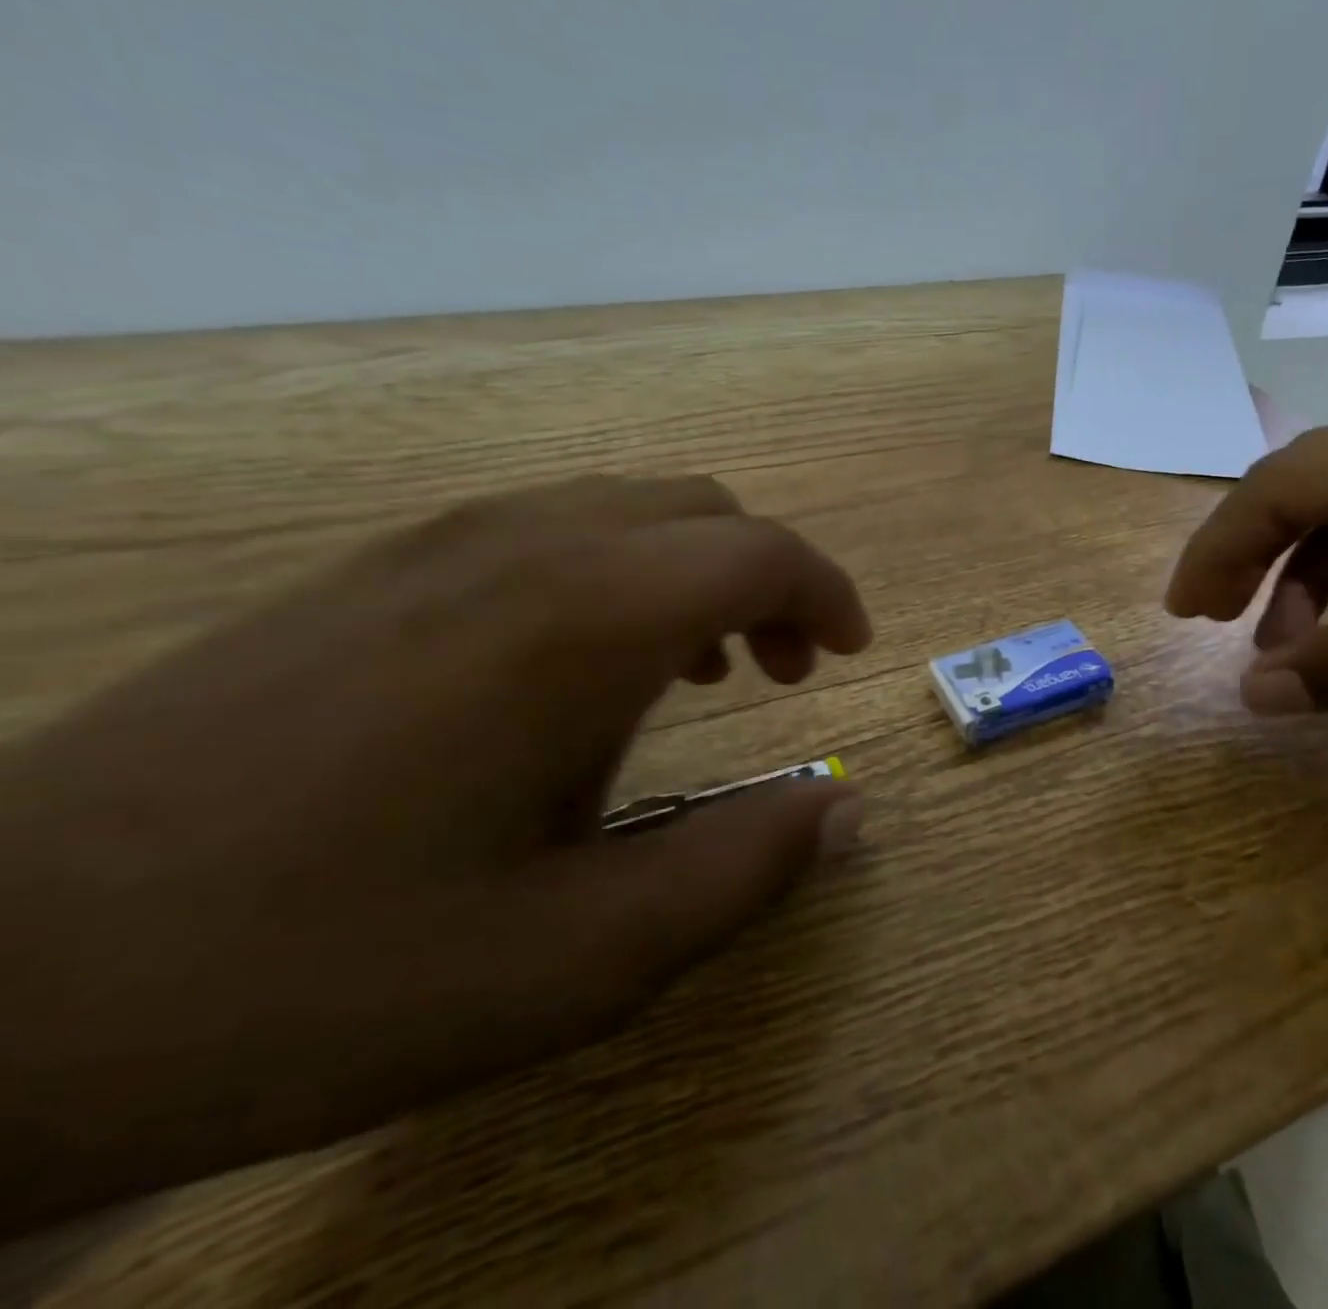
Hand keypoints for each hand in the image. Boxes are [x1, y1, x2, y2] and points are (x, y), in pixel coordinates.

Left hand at [0, 477, 870, 1230]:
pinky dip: (619, 572)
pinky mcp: (374, 569)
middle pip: (702, 512)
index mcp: (584, 619)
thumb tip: (845, 809)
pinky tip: (583, 668)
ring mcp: (436, 544)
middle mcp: (522, 546)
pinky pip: (550, 529)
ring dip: (695, 572)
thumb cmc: (327, 972)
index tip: (848, 654)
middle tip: (780, 672)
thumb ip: (744, 868)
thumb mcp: (583, 957)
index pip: (760, 553)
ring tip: (695, 671)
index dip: (827, 595)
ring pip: (627, 510)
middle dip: (770, 580)